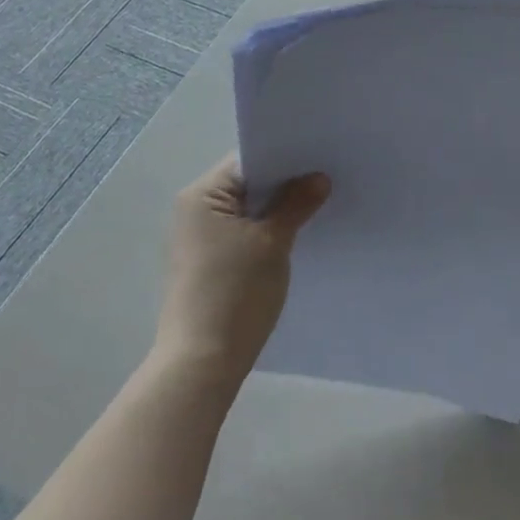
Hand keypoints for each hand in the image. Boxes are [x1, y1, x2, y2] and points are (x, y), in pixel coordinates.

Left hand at [158, 156, 330, 390]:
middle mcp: (193, 209)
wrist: (202, 361)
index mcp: (202, 194)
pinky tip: (292, 238)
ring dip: (275, 210)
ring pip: (245, 210)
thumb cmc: (235, 292)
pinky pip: (239, 233)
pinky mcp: (205, 262)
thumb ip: (296, 204)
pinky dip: (264, 232)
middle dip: (284, 185)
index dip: (285, 158)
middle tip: (326, 180)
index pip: (248, 160)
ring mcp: (197, 238)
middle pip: (246, 183)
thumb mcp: (273, 242)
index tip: (320, 159)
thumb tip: (318, 177)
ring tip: (316, 207)